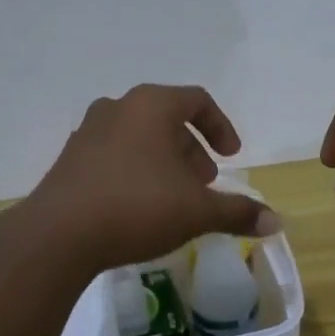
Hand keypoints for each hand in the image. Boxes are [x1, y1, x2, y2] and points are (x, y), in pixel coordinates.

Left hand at [26, 85, 279, 271]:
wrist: (57, 235)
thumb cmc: (137, 207)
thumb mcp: (196, 211)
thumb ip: (237, 212)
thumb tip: (276, 221)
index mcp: (152, 105)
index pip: (197, 100)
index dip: (221, 127)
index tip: (232, 157)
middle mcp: (118, 108)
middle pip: (166, 118)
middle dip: (191, 149)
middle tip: (204, 182)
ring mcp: (88, 132)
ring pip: (138, 137)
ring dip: (163, 161)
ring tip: (173, 197)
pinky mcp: (69, 159)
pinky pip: (113, 155)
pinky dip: (134, 170)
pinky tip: (137, 206)